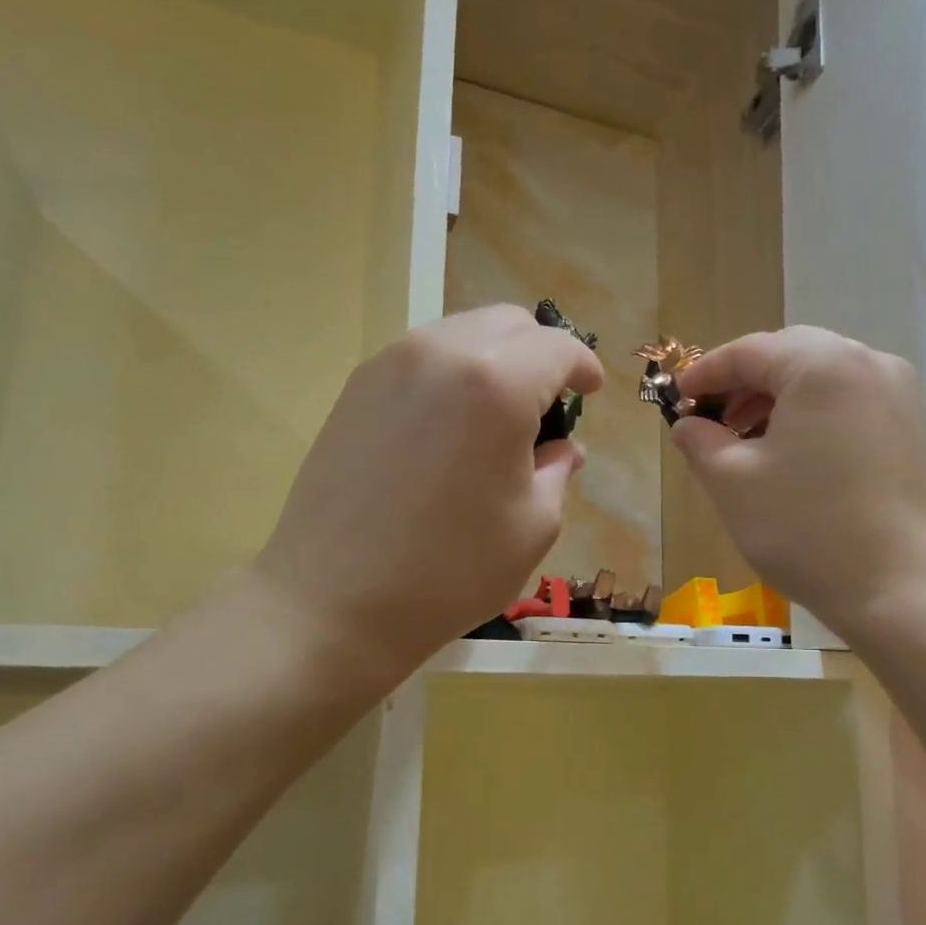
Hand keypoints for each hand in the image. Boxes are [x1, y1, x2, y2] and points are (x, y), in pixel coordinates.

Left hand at [253, 305, 602, 688]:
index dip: (583, 366)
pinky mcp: (356, 388)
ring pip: (460, 334)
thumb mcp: (531, 527)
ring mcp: (389, 365)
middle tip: (547, 406)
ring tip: (497, 418)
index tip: (591, 392)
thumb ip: (555, 473)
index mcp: (496, 384)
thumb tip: (561, 450)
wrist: (334, 601)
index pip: (556, 347)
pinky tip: (449, 428)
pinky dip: (451, 375)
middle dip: (539, 355)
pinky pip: (421, 359)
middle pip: (508, 323)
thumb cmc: (449, 571)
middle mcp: (441, 353)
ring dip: (494, 361)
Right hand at [672, 327, 925, 639]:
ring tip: (745, 443)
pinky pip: (847, 402)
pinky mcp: (910, 427)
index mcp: (821, 365)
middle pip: (789, 355)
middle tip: (710, 422)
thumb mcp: (733, 483)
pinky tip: (790, 455)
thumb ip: (700, 442)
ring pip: (821, 378)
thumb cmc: (806, 528)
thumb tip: (688, 424)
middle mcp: (867, 363)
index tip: (675, 400)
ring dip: (776, 400)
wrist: (902, 588)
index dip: (704, 372)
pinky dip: (810, 415)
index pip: (748, 350)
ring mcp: (897, 394)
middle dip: (743, 384)